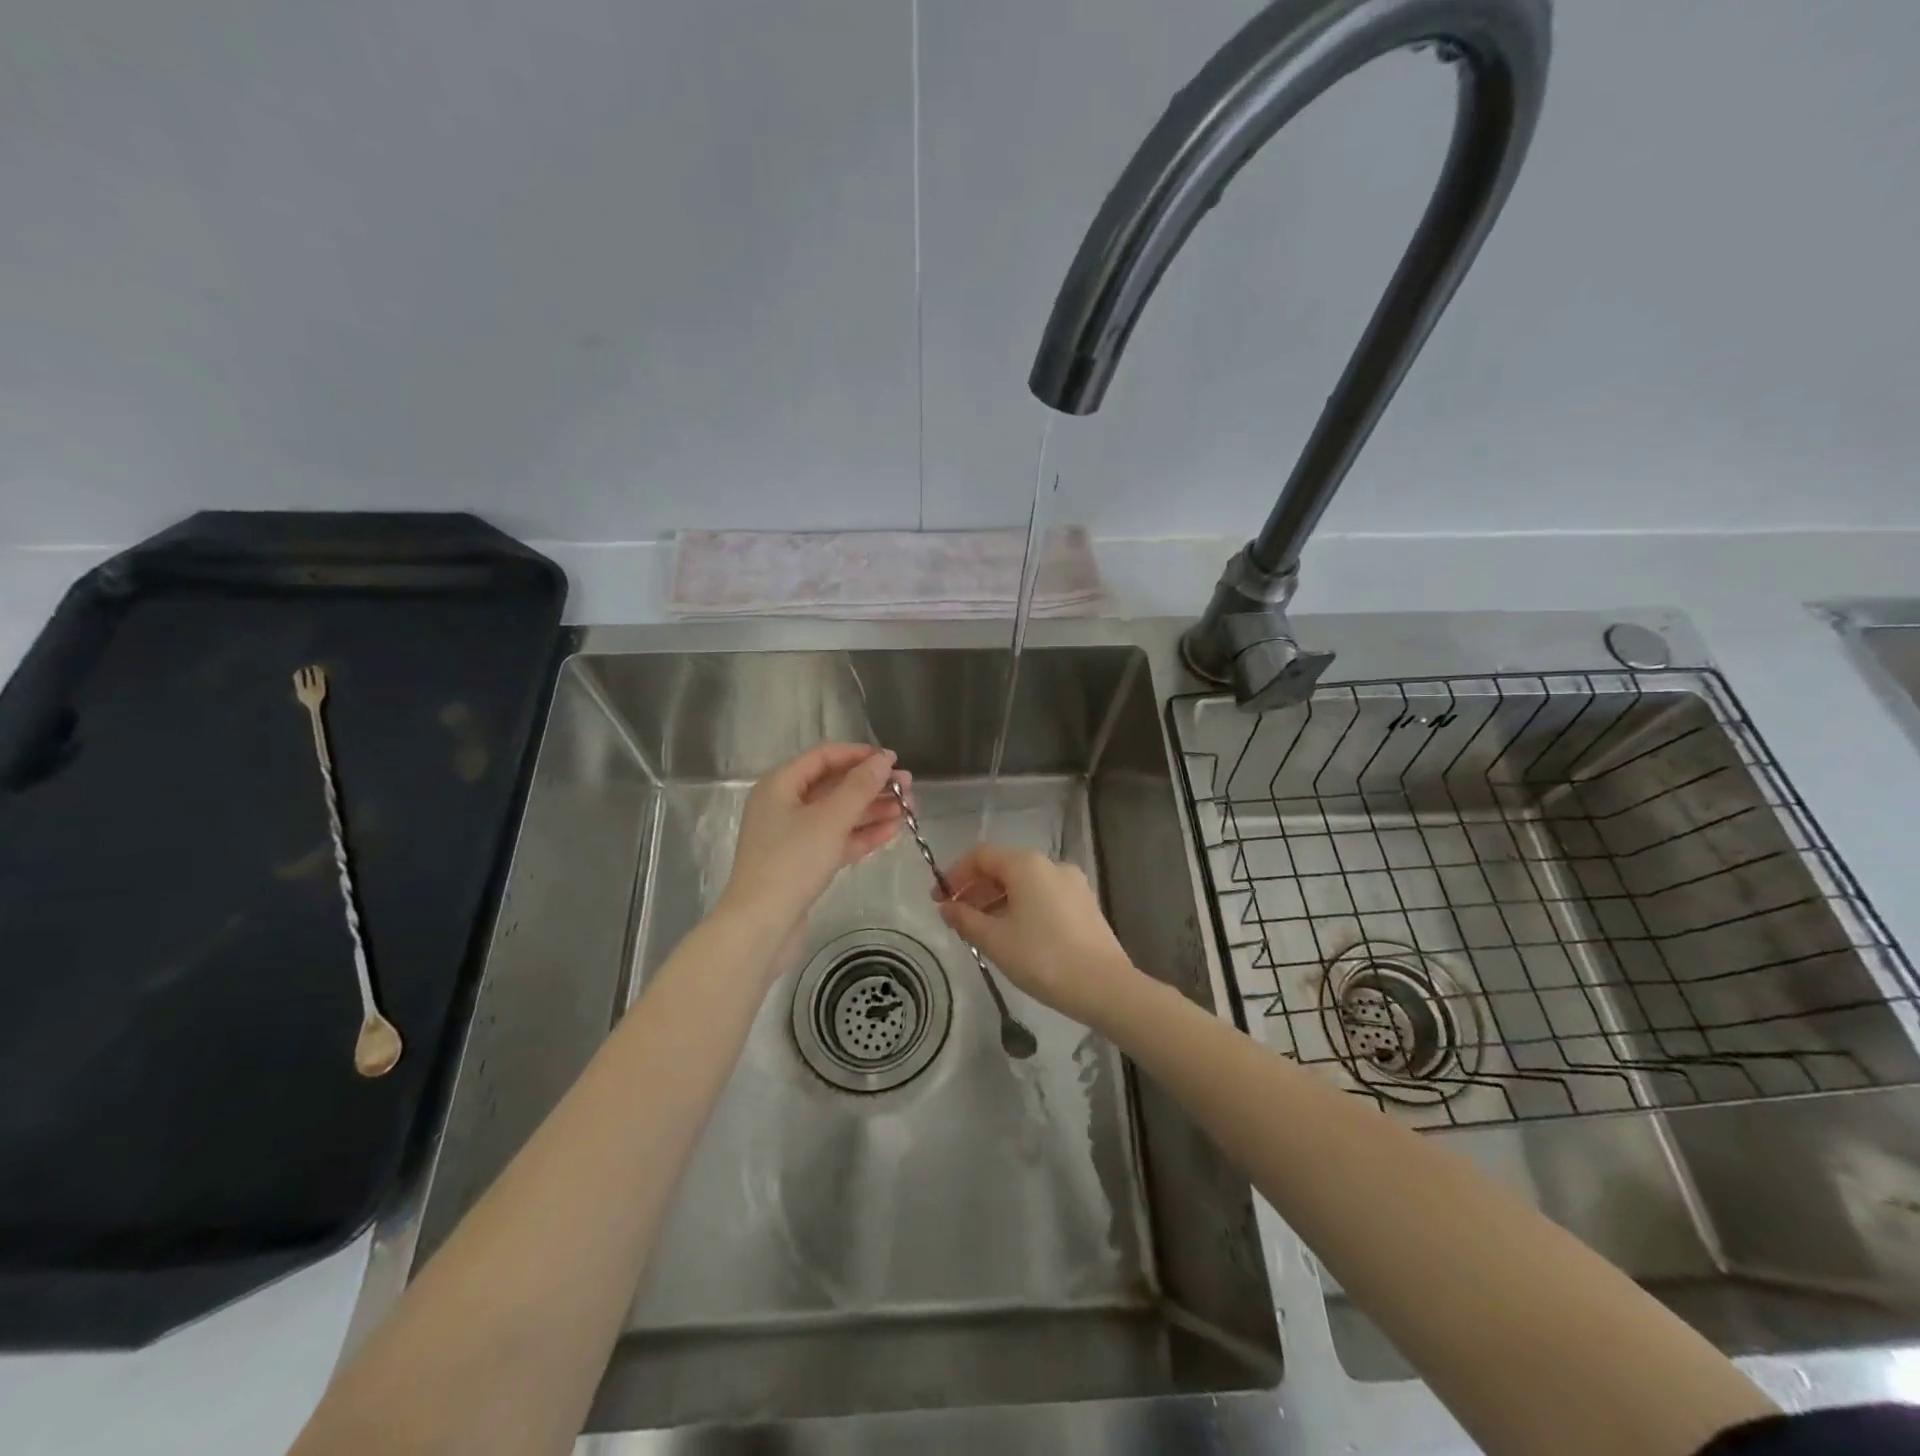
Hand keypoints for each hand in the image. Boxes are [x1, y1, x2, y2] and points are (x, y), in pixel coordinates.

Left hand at [719, 744, 910, 961]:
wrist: (761, 926)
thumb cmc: (792, 862)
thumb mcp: (830, 819)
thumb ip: (860, 786)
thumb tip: (885, 759)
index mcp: (780, 785)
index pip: (824, 756)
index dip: (859, 755)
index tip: (894, 761)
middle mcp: (784, 805)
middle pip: (833, 785)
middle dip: (872, 785)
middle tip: (908, 789)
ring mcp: (793, 836)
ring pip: (838, 814)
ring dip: (872, 810)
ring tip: (908, 810)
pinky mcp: (803, 863)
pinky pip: (837, 839)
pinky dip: (862, 834)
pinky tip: (892, 832)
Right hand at [935, 842, 1141, 1027]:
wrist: (1105, 987)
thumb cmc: (1043, 958)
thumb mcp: (995, 940)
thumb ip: (965, 919)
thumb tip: (947, 908)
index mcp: (1026, 865)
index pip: (981, 855)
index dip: (955, 874)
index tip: (939, 899)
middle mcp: (1050, 864)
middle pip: (1003, 867)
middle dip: (976, 889)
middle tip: (955, 916)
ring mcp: (1072, 883)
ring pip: (1024, 883)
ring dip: (997, 900)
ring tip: (981, 930)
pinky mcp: (1084, 904)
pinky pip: (1043, 895)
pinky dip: (1021, 907)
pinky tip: (1013, 934)